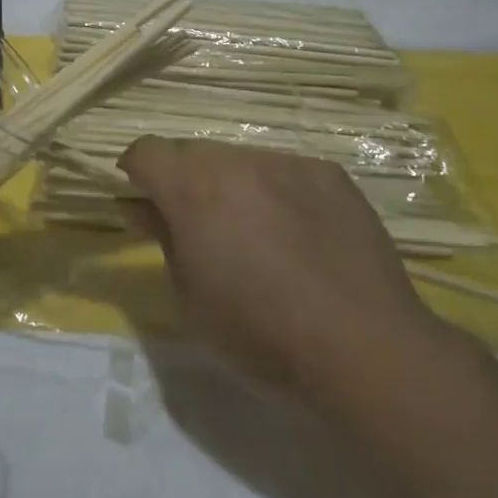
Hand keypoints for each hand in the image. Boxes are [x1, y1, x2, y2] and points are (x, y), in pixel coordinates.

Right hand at [118, 138, 442, 398]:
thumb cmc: (259, 334)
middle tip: (202, 229)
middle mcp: (238, 160)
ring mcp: (289, 162)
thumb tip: (143, 208)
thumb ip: (164, 239)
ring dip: (234, 186)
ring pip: (242, 160)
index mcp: (194, 188)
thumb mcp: (190, 298)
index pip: (146, 152)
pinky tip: (301, 236)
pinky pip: (287, 171)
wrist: (361, 345)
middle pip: (194, 153)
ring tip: (259, 236)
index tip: (142, 203)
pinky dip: (278, 193)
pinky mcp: (330, 174)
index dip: (135, 174)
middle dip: (186, 182)